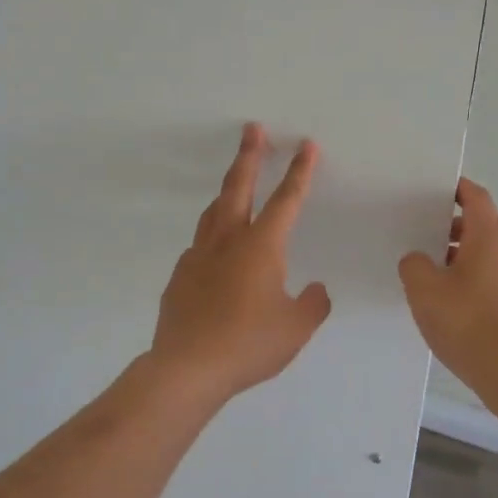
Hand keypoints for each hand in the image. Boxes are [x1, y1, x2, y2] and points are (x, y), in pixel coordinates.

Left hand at [148, 123, 332, 407]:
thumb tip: (317, 290)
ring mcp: (198, 256)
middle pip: (238, 187)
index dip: (300, 172)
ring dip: (226, 191)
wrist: (187, 368)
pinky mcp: (180, 276)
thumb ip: (312, 305)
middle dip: (249, 156)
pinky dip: (212, 237)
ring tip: (233, 182)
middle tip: (252, 130)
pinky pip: (200, 247)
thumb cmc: (248, 344)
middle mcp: (228, 242)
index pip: (287, 200)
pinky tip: (216, 253)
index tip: (306, 145)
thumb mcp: (295, 328)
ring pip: (214, 212)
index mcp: (262, 247)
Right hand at [398, 178, 497, 403]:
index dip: (458, 188)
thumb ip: (414, 265)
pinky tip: (443, 299)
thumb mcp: (424, 289)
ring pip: (484, 253)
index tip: (435, 187)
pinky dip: (466, 277)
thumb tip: (417, 259)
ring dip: (459, 253)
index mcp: (486, 238)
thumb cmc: (467, 321)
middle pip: (483, 224)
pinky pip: (486, 278)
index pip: (476, 198)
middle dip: (455, 223)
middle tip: (425, 229)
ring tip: (427, 267)